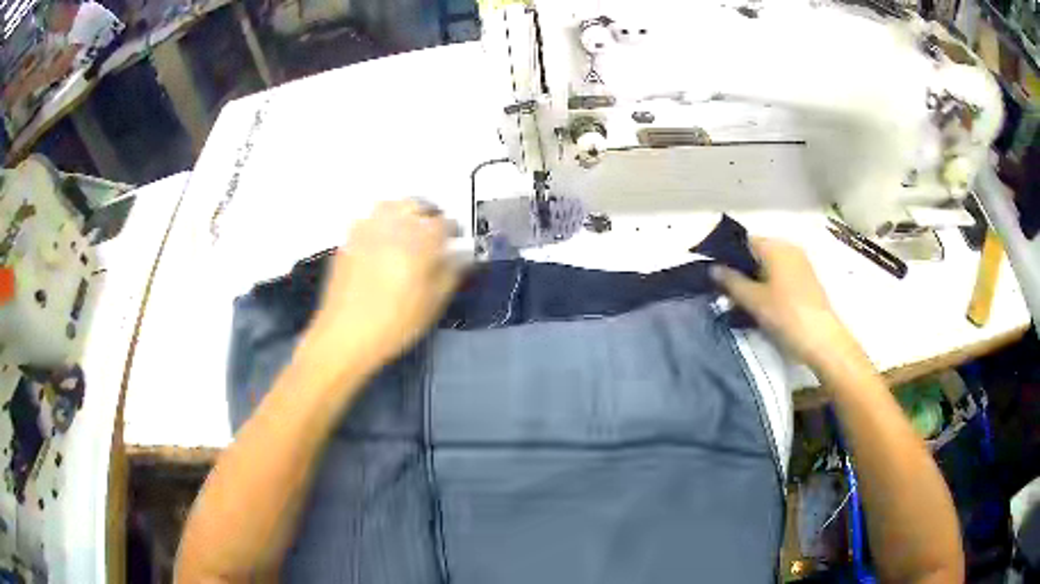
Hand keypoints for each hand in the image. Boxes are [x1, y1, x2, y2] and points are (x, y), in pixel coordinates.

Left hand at [303, 200, 461, 374]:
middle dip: (428, 214)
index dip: (453, 230)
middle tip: (433, 231)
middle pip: (416, 205)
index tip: (455, 240)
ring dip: (402, 212)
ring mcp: (367, 230)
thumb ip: (451, 274)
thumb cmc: (394, 324)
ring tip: (407, 230)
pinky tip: (381, 243)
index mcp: (420, 240)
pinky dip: (379, 223)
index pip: (445, 222)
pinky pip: (368, 220)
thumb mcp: (433, 304)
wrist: (345, 335)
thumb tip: (462, 256)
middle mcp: (393, 226)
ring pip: (389, 206)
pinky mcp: (348, 240)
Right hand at [710, 237, 858, 370]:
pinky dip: (768, 286)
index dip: (727, 256)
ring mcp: (800, 264)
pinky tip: (761, 306)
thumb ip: (731, 281)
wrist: (822, 339)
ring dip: (754, 280)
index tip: (714, 275)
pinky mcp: (806, 280)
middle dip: (741, 270)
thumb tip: (713, 268)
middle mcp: (789, 248)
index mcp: (775, 246)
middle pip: (757, 253)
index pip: (743, 242)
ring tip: (741, 303)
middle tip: (725, 293)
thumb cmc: (786, 315)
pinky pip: (781, 276)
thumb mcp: (753, 300)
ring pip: (769, 266)